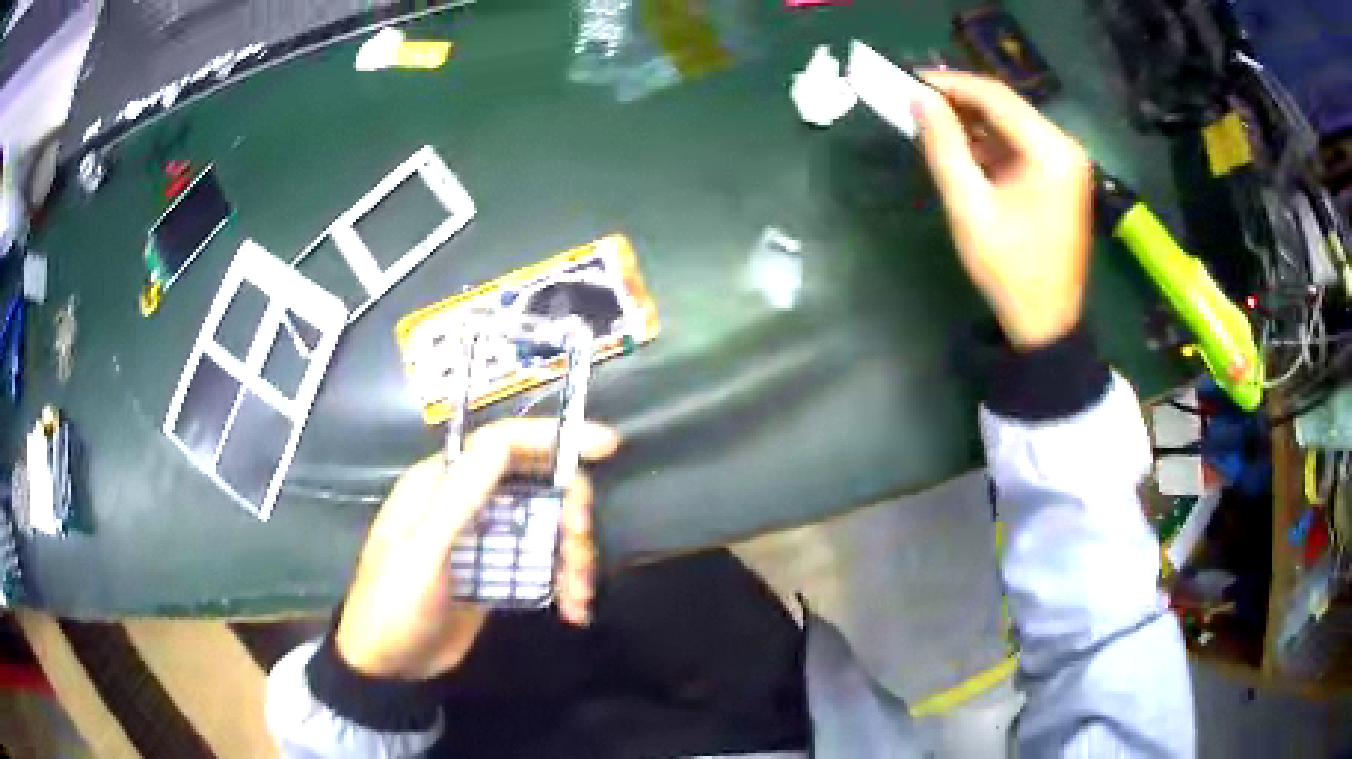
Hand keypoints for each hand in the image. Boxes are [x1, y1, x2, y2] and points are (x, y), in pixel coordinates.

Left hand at [334, 418, 620, 679]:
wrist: (389, 663)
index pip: (502, 445)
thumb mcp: (423, 552)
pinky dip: (564, 582)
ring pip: (546, 527)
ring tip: (579, 597)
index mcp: (441, 485)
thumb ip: (459, 499)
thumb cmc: (394, 602)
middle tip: (581, 556)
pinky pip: (542, 563)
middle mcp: (467, 503)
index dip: (554, 440)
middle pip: (536, 487)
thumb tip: (499, 442)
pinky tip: (574, 609)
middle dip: (570, 517)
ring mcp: (485, 540)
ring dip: (573, 557)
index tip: (607, 446)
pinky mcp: (498, 573)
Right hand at [914, 70, 1093, 348]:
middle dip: (961, 101)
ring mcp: (1068, 162)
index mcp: (1050, 151)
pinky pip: (1023, 143)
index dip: (951, 83)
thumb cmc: (1008, 269)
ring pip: (1013, 122)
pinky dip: (992, 142)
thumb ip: (943, 145)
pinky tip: (966, 151)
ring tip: (935, 126)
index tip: (910, 81)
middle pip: (1007, 105)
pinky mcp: (1063, 176)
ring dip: (975, 122)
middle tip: (918, 103)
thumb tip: (918, 99)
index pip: (995, 96)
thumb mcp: (968, 205)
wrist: (1046, 322)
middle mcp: (1065, 147)